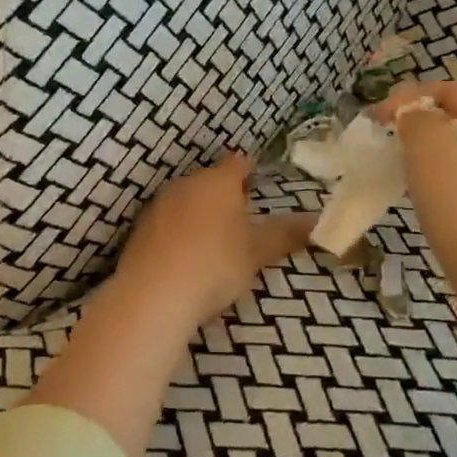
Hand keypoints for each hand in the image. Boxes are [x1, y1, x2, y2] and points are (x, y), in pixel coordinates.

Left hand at [109, 154, 314, 332]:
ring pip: (185, 200)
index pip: (237, 163)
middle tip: (242, 214)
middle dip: (224, 193)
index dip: (248, 169)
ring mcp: (158, 206)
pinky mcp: (140, 231)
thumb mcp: (257, 252)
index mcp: (217, 181)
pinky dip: (178, 233)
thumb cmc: (215, 264)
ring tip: (215, 238)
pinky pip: (167, 223)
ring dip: (199, 213)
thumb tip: (316, 221)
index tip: (257, 179)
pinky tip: (186, 256)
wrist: (154, 294)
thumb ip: (286, 234)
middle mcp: (185, 184)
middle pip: (209, 180)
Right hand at [373, 81, 456, 302]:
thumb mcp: (427, 143)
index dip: (406, 97)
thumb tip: (413, 116)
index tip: (375, 119)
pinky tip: (430, 197)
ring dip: (430, 152)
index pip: (448, 90)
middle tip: (388, 142)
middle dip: (419, 125)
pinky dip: (446, 178)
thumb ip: (414, 116)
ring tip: (404, 169)